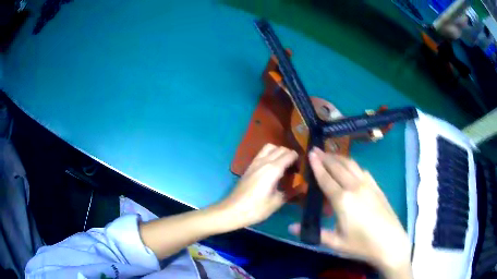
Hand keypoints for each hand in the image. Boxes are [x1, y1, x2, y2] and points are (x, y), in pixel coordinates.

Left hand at [216, 144, 297, 229]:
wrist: (233, 210)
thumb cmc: (256, 208)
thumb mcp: (277, 202)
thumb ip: (291, 192)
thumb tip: (303, 186)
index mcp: (273, 169)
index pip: (290, 154)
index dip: (298, 159)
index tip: (301, 169)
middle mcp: (264, 161)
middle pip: (281, 148)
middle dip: (290, 155)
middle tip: (294, 168)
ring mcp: (255, 162)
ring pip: (270, 147)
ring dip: (279, 152)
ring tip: (283, 165)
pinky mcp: (249, 166)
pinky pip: (262, 153)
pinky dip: (270, 154)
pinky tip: (272, 168)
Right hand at [289, 148, 410, 277]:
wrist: (390, 242)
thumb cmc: (361, 245)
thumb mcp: (336, 242)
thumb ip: (315, 232)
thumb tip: (291, 228)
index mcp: (342, 200)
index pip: (326, 179)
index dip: (317, 165)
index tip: (310, 153)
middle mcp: (355, 187)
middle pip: (338, 167)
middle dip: (326, 157)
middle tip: (316, 150)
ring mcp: (368, 185)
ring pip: (351, 165)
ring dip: (339, 158)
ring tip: (330, 155)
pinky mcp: (376, 187)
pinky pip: (362, 170)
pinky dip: (352, 165)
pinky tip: (350, 168)